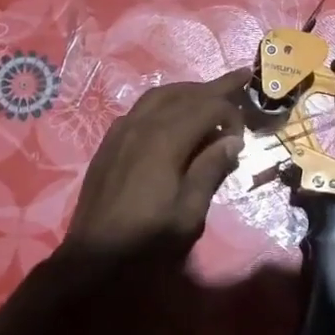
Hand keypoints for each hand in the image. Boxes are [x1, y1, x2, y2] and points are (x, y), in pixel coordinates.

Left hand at [59, 68, 248, 263]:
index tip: (242, 139)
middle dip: (215, 86)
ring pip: (160, 95)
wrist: (93, 256)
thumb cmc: (146, 240)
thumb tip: (231, 141)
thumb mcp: (189, 213)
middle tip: (241, 77)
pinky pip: (141, 108)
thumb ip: (210, 171)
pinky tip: (173, 114)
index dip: (231, 115)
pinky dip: (165, 102)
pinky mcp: (110, 142)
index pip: (208, 107)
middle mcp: (142, 125)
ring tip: (210, 93)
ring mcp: (121, 130)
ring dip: (188, 91)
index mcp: (165, 140)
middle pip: (184, 93)